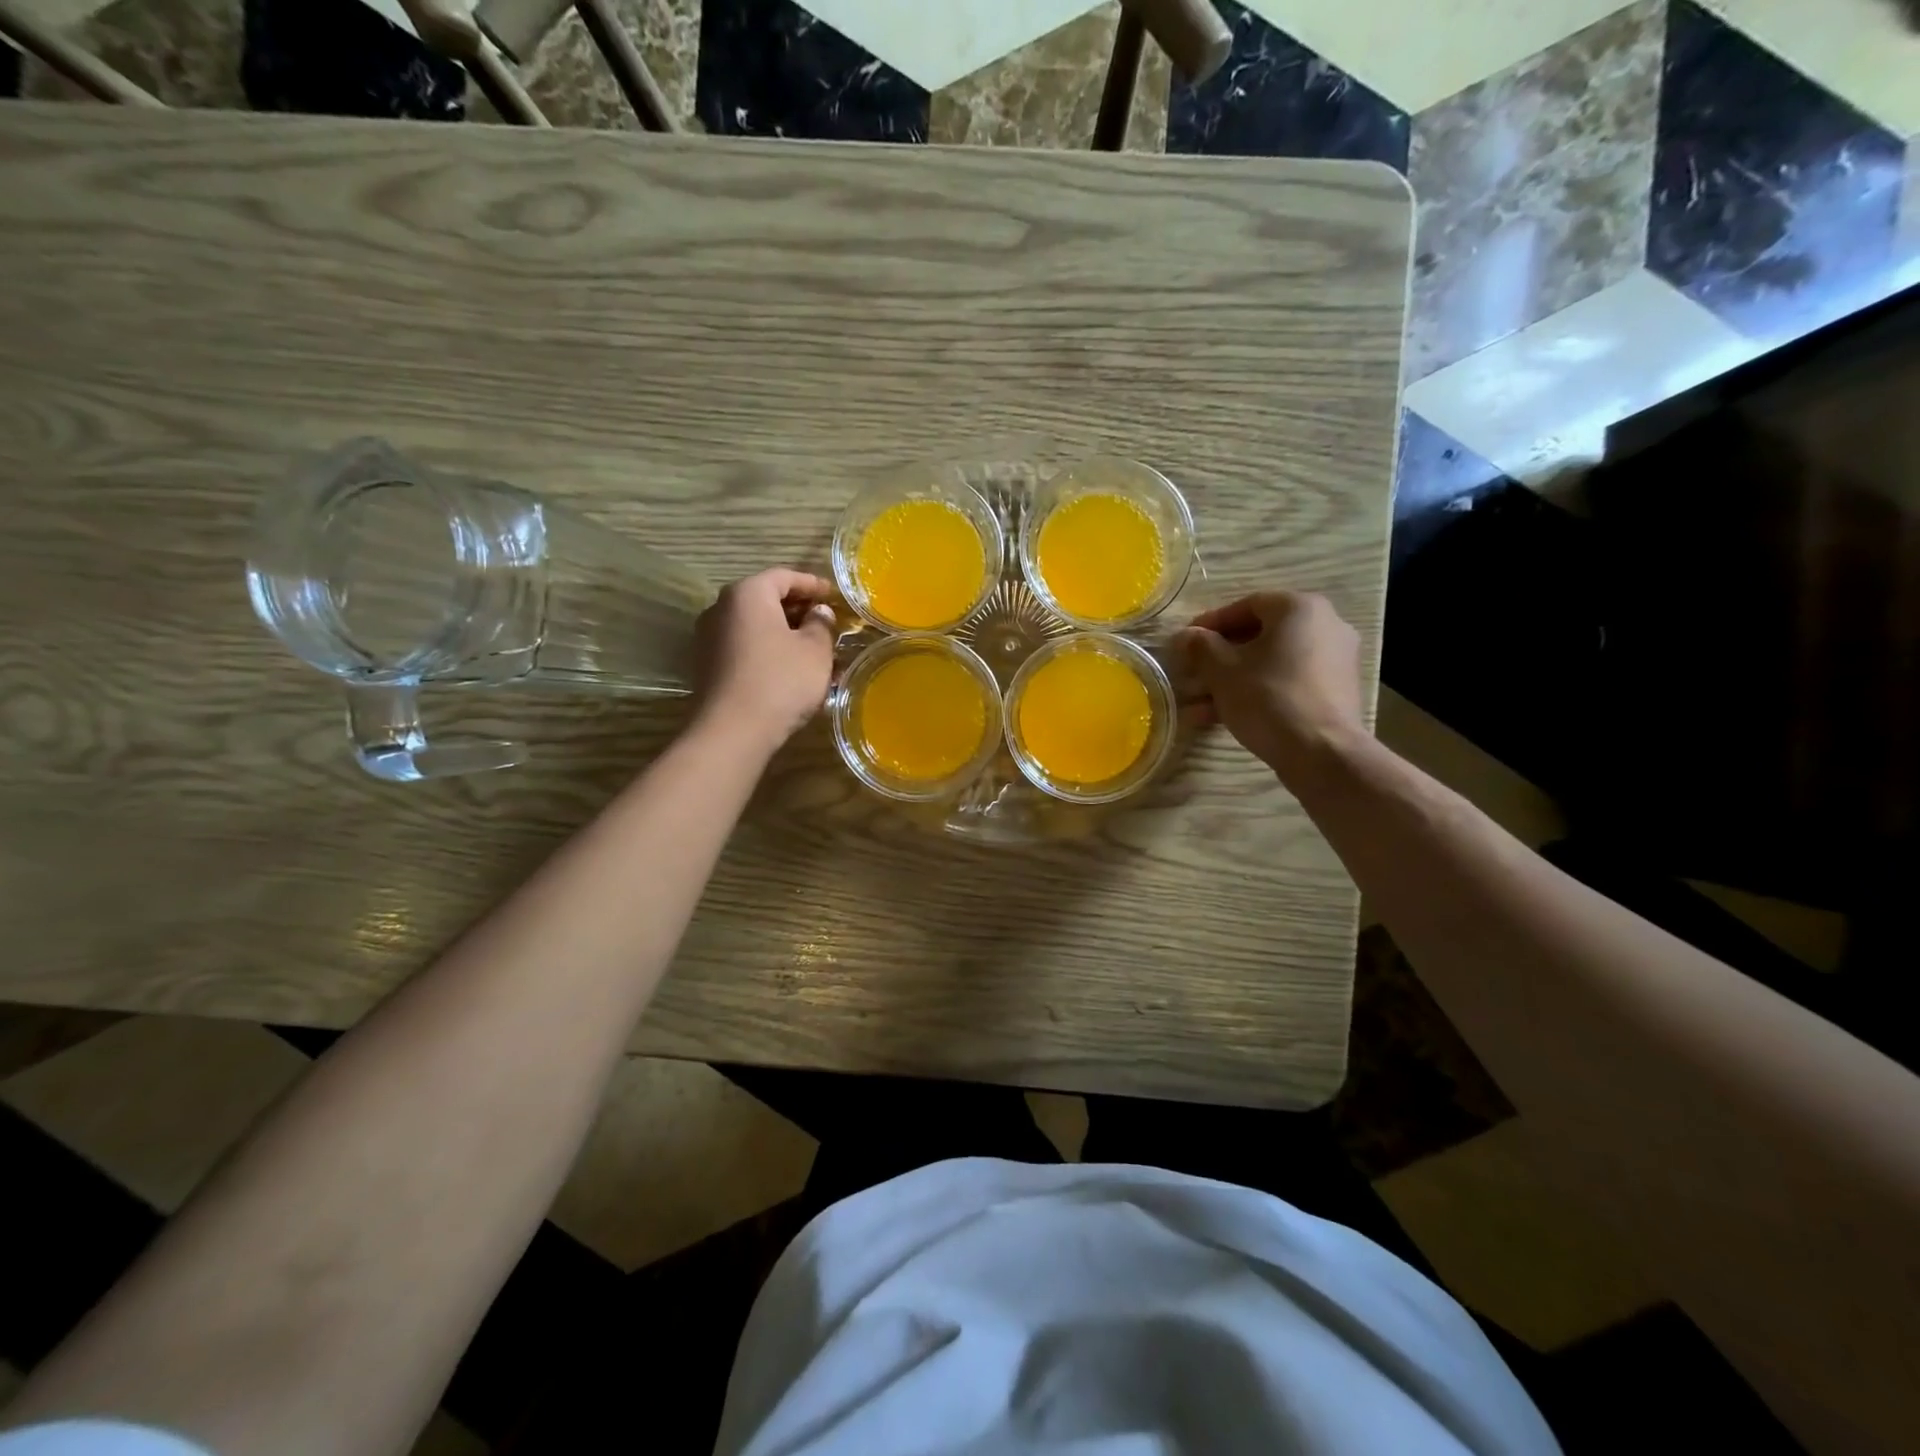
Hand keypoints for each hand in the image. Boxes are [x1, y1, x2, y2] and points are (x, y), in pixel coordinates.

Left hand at [692, 568, 838, 752]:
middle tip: (826, 622)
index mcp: (748, 593)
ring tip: (812, 649)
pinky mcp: (707, 665)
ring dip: (784, 633)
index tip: (834, 595)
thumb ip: (821, 625)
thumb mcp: (815, 651)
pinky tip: (789, 668)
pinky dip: (768, 650)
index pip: (784, 576)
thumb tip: (819, 612)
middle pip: (765, 599)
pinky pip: (744, 646)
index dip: (813, 584)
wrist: (732, 731)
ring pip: (755, 625)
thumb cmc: (781, 681)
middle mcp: (722, 608)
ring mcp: (709, 637)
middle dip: (798, 609)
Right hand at [1178, 591, 1367, 784]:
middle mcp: (1324, 625)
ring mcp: (1334, 659)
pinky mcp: (1335, 691)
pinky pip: (1287, 682)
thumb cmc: (1268, 698)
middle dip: (1218, 658)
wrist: (1322, 753)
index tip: (1185, 643)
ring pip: (1270, 663)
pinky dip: (1257, 692)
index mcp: (1299, 609)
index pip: (1245, 605)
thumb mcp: (1223, 671)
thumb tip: (1185, 636)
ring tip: (1197, 706)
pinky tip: (1222, 717)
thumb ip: (1200, 647)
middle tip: (1190, 675)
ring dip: (1232, 681)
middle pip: (1259, 636)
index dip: (1210, 624)